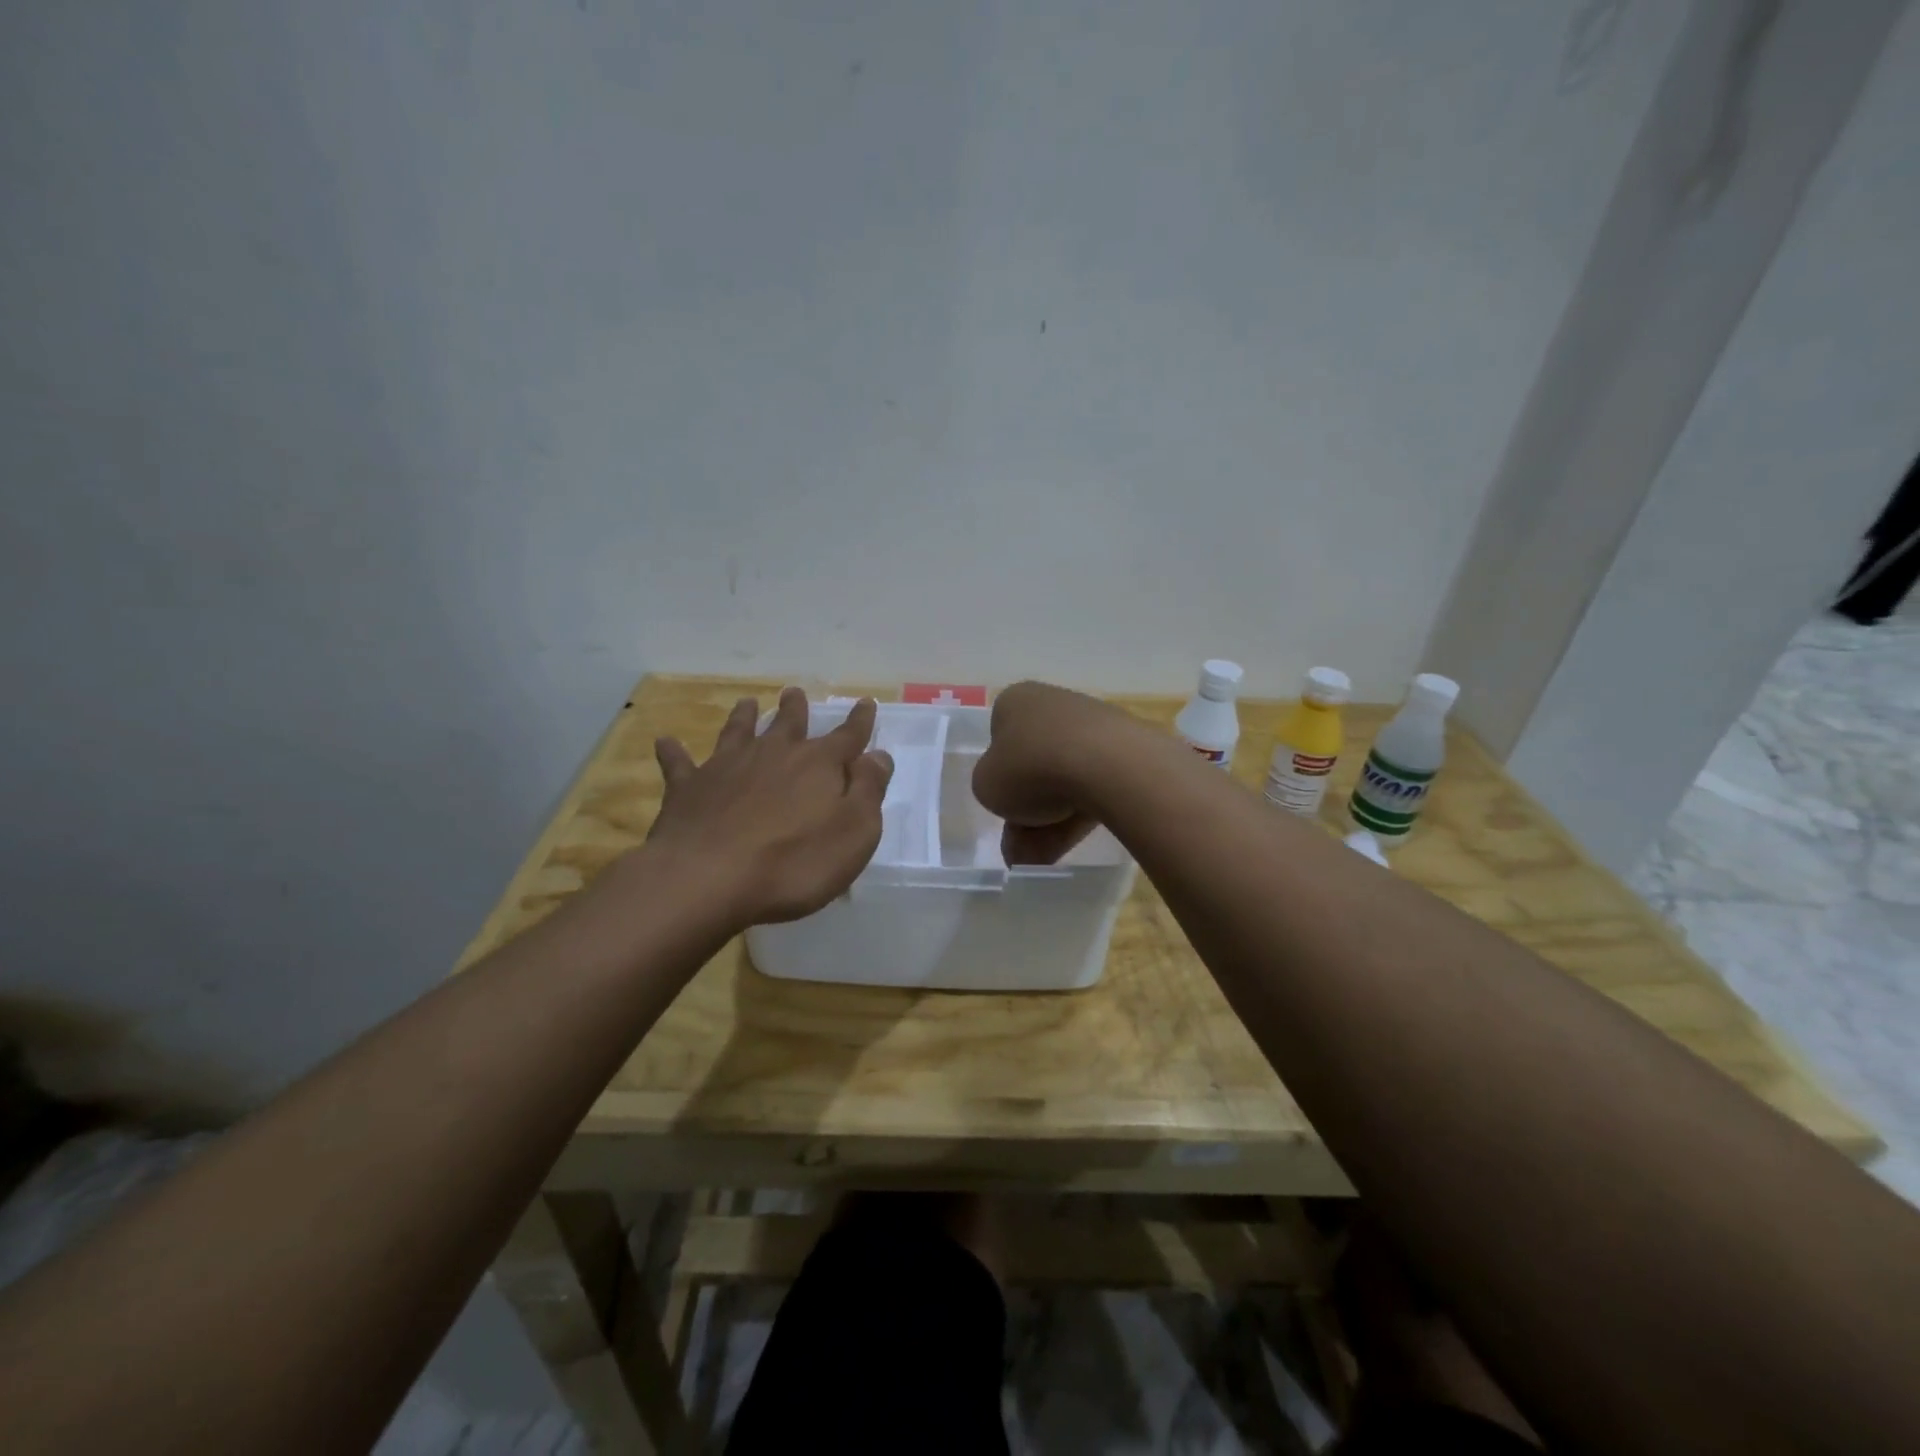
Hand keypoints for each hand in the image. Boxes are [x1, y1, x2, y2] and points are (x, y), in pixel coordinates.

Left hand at [648, 688, 893, 924]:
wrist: (709, 878)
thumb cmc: (795, 862)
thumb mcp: (855, 832)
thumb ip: (869, 790)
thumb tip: (878, 755)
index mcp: (819, 765)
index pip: (848, 736)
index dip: (860, 721)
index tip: (865, 702)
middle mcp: (774, 755)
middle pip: (789, 724)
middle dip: (796, 708)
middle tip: (794, 692)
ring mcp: (728, 767)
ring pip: (738, 732)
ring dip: (744, 717)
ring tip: (746, 703)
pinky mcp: (688, 789)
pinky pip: (680, 764)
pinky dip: (673, 752)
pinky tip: (665, 742)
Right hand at [972, 681, 1134, 864]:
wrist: (1106, 765)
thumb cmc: (1031, 767)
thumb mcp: (986, 786)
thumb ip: (992, 788)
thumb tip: (1011, 794)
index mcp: (1015, 701)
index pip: (999, 738)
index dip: (1000, 775)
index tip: (1005, 803)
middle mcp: (1053, 704)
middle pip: (1033, 764)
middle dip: (1027, 809)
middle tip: (1021, 846)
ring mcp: (1093, 725)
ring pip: (1064, 779)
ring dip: (1051, 819)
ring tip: (1043, 857)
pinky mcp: (1124, 749)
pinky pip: (1093, 785)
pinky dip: (1081, 812)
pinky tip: (1073, 840)